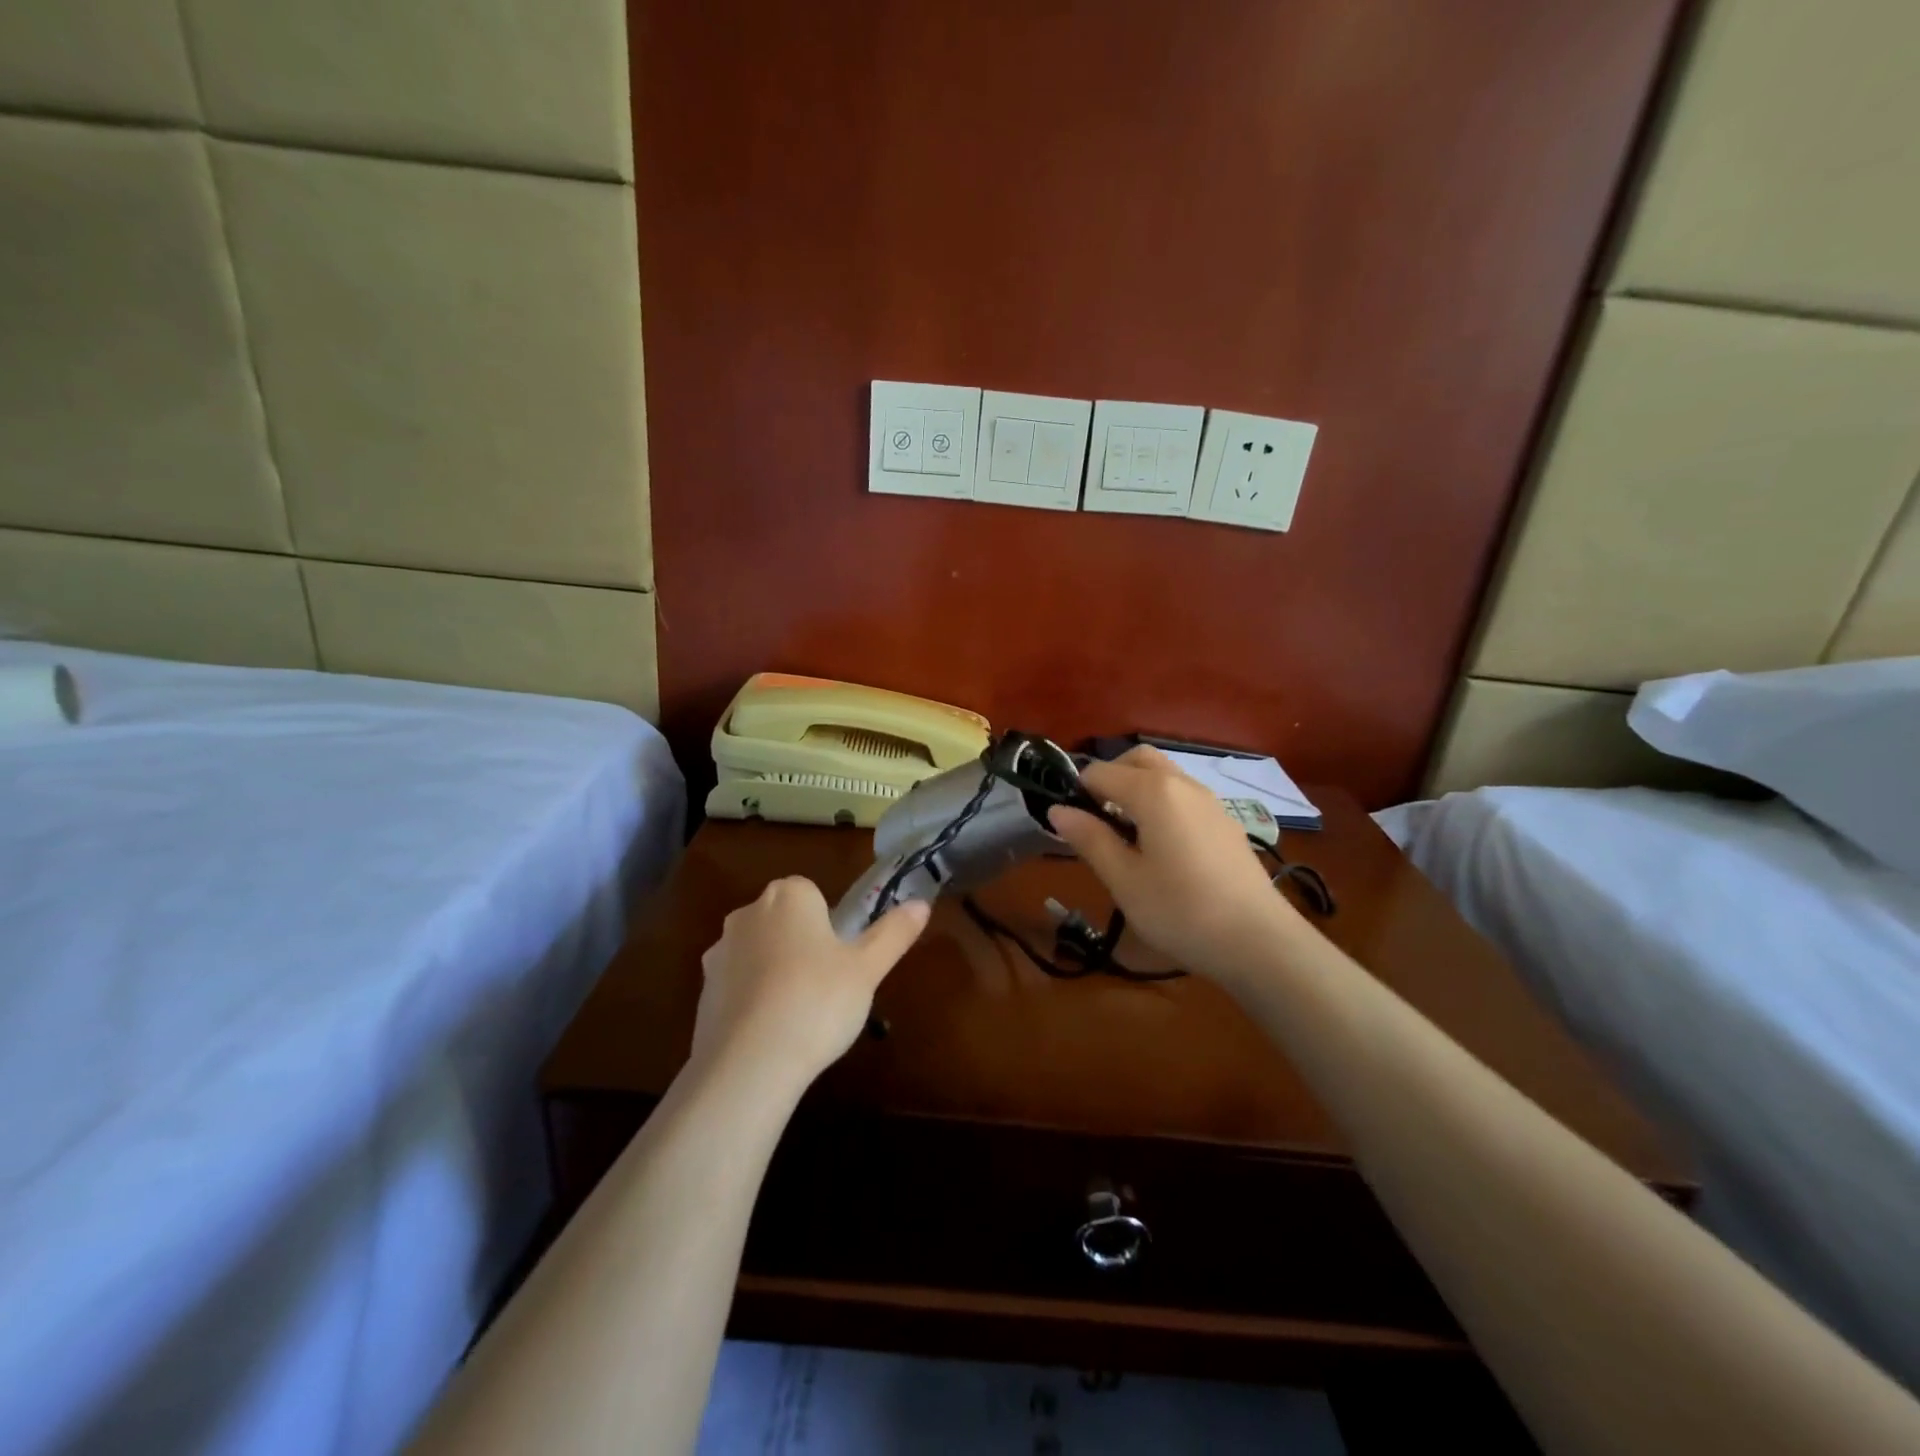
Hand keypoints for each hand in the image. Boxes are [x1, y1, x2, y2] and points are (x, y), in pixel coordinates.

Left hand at [691, 875, 929, 1098]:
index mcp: (789, 896)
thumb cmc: (818, 1000)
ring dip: (776, 970)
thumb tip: (921, 904)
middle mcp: (749, 913)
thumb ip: (893, 933)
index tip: (842, 957)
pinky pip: (738, 984)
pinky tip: (772, 1031)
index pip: (811, 893)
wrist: (749, 1062)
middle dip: (802, 943)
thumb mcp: (868, 968)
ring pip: (759, 951)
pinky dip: (753, 998)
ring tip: (800, 1013)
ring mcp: (720, 952)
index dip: (829, 924)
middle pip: (784, 920)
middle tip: (828, 984)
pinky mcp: (704, 990)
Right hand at [1048, 746, 1294, 980]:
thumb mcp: (1124, 880)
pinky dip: (1161, 803)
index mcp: (1153, 791)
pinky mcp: (1225, 821)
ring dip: (1136, 789)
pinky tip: (1161, 847)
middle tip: (1095, 820)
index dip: (1077, 793)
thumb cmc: (1181, 911)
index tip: (1070, 826)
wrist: (1259, 941)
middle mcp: (1182, 783)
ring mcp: (1209, 801)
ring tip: (1125, 835)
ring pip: (1164, 774)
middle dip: (1109, 778)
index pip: (1100, 772)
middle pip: (1136, 759)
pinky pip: (1183, 795)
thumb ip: (1090, 839)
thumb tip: (1057, 810)